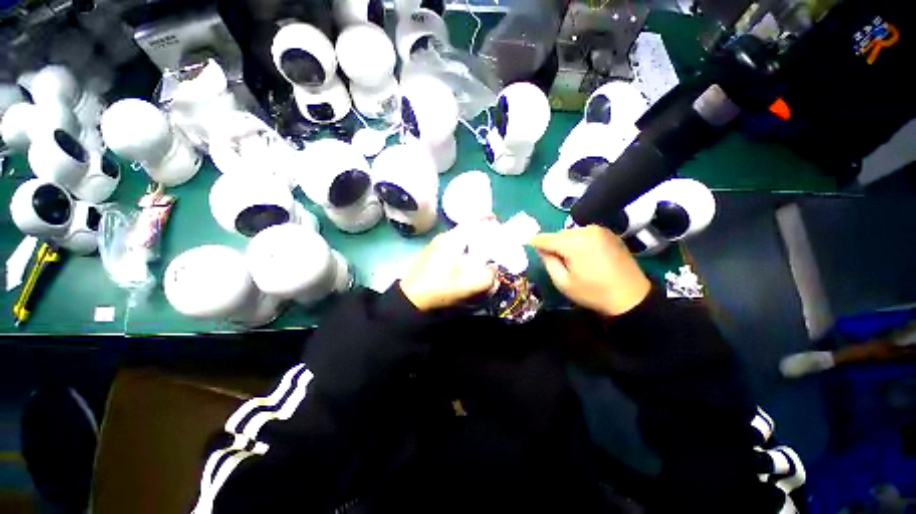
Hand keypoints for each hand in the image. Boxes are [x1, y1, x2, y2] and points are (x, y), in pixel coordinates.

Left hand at [399, 227, 496, 311]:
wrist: (411, 298)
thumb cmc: (440, 287)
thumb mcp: (469, 284)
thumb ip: (488, 275)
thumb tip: (494, 267)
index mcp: (453, 239)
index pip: (472, 222)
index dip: (485, 219)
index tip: (496, 220)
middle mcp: (443, 237)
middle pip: (465, 229)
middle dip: (479, 232)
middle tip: (491, 239)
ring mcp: (434, 244)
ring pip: (457, 237)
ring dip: (469, 241)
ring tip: (480, 251)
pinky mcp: (429, 253)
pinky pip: (450, 245)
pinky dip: (460, 248)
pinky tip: (463, 260)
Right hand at [529, 225, 650, 316]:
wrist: (631, 297)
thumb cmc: (593, 293)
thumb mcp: (563, 282)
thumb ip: (548, 262)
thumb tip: (542, 249)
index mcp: (574, 243)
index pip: (546, 238)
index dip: (535, 241)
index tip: (526, 243)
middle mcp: (587, 231)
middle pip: (559, 234)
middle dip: (552, 244)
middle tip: (551, 257)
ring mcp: (600, 230)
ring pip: (572, 233)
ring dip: (566, 242)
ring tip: (569, 258)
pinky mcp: (609, 233)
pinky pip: (585, 233)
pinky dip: (579, 241)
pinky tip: (583, 254)